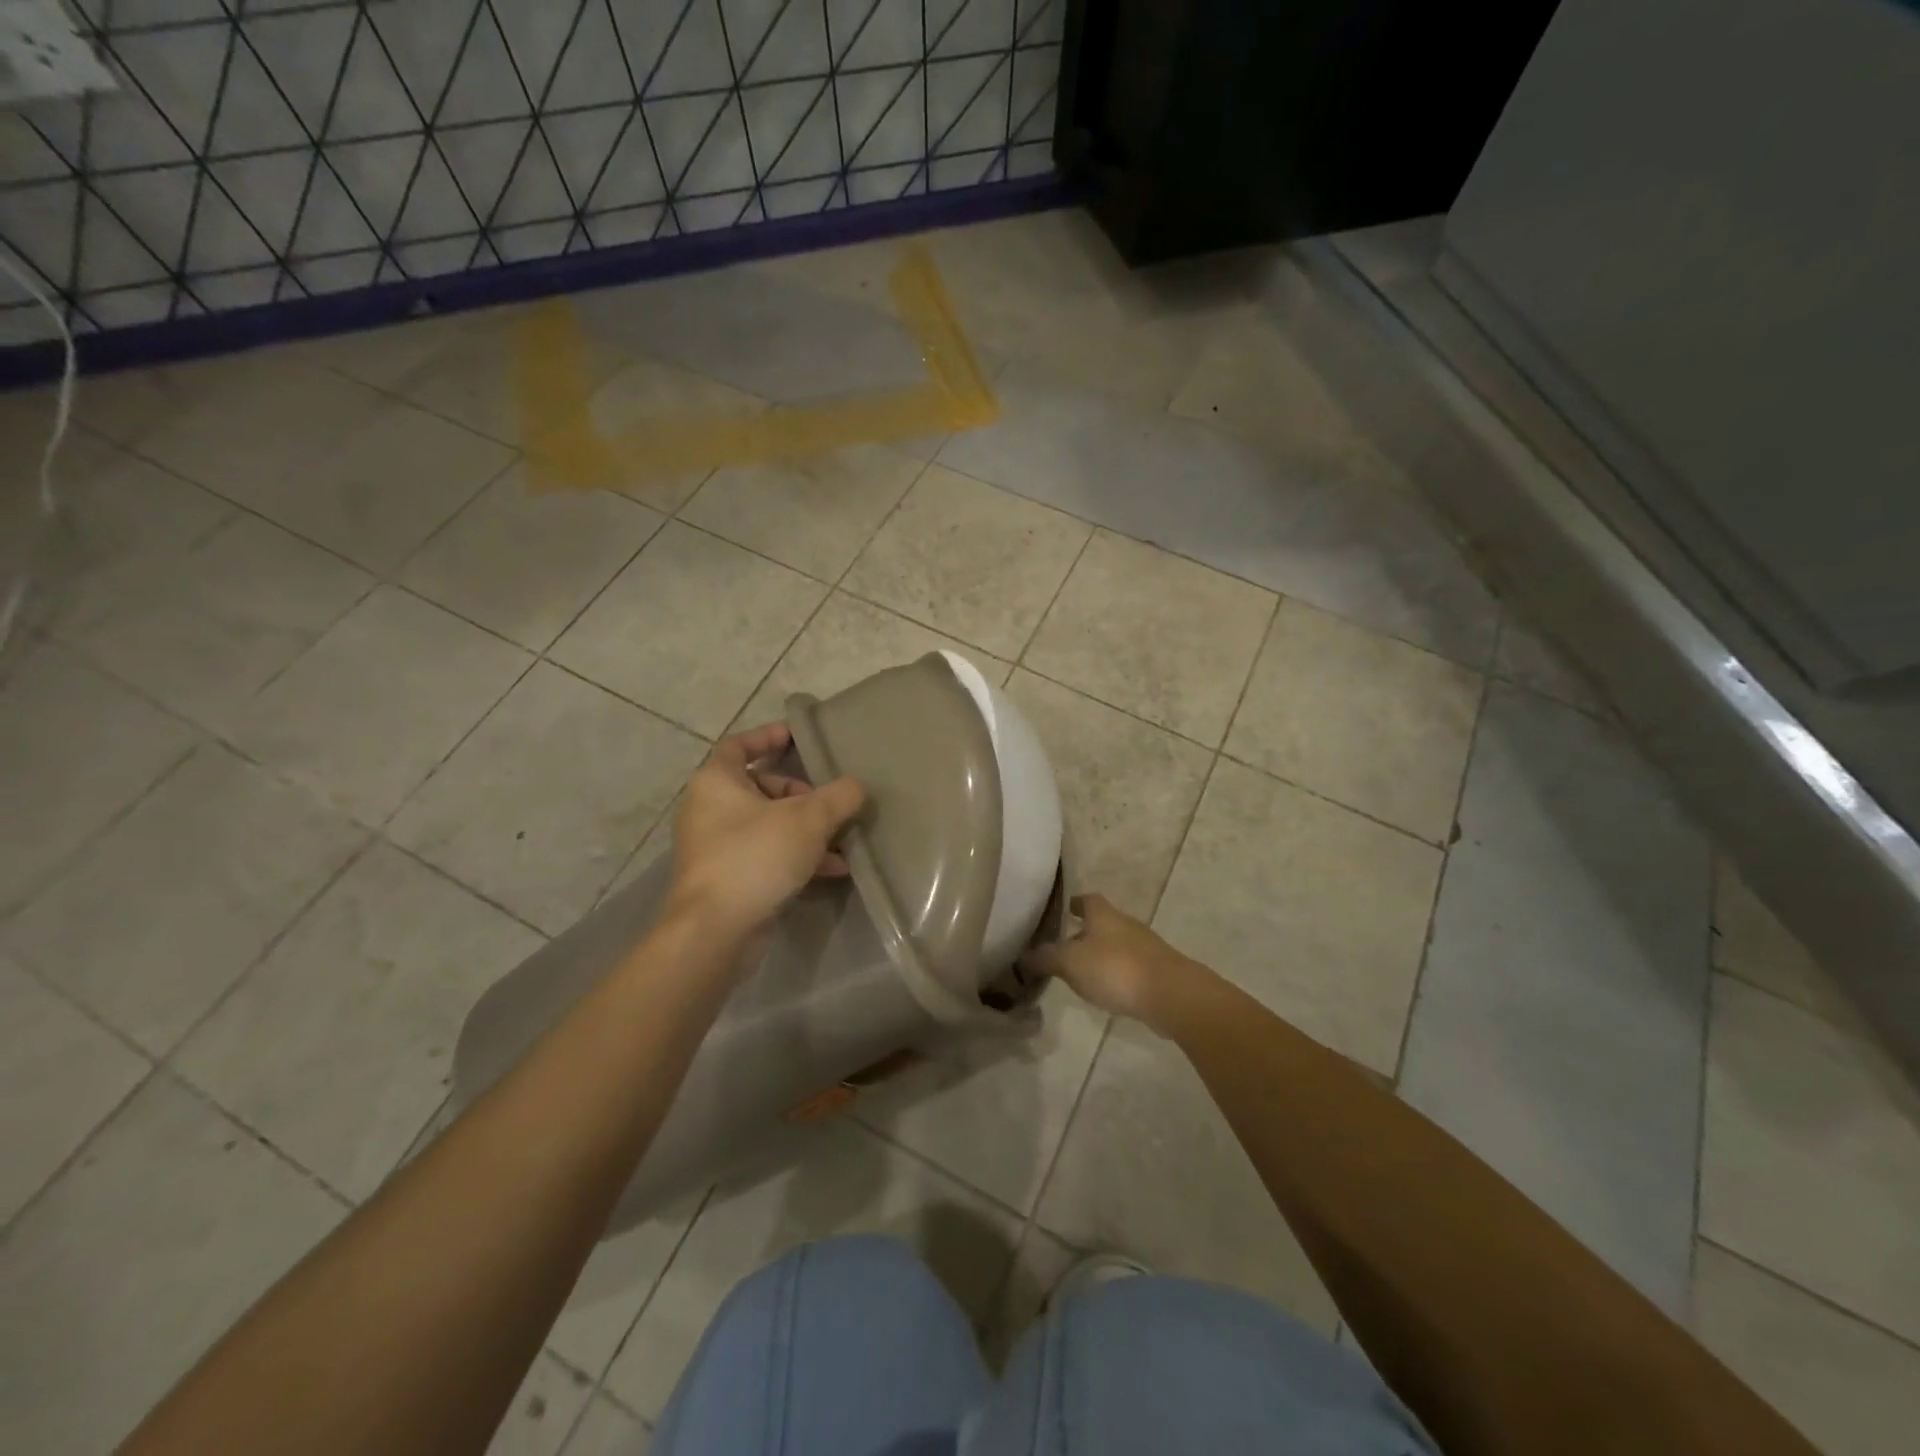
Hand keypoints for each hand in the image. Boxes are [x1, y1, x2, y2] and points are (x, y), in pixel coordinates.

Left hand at [668, 723, 865, 939]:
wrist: (716, 930)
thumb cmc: (756, 856)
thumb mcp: (808, 819)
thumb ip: (838, 797)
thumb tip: (856, 786)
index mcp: (716, 781)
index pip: (740, 745)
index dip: (769, 736)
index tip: (799, 737)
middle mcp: (709, 809)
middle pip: (760, 787)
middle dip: (801, 794)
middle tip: (831, 802)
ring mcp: (716, 847)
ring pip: (768, 825)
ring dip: (806, 830)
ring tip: (843, 840)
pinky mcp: (728, 878)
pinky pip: (767, 855)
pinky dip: (797, 857)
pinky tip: (833, 869)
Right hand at [1023, 893, 1189, 1025]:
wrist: (1171, 994)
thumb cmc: (1115, 968)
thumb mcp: (1070, 963)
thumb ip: (1046, 958)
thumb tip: (1024, 955)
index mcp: (1103, 914)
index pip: (1085, 899)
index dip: (1071, 904)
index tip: (1059, 912)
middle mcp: (1125, 924)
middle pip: (1101, 923)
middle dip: (1083, 934)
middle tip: (1061, 948)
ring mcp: (1145, 947)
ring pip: (1115, 945)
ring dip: (1099, 956)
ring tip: (1080, 973)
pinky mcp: (1157, 970)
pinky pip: (1129, 967)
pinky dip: (1116, 974)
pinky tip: (1107, 991)